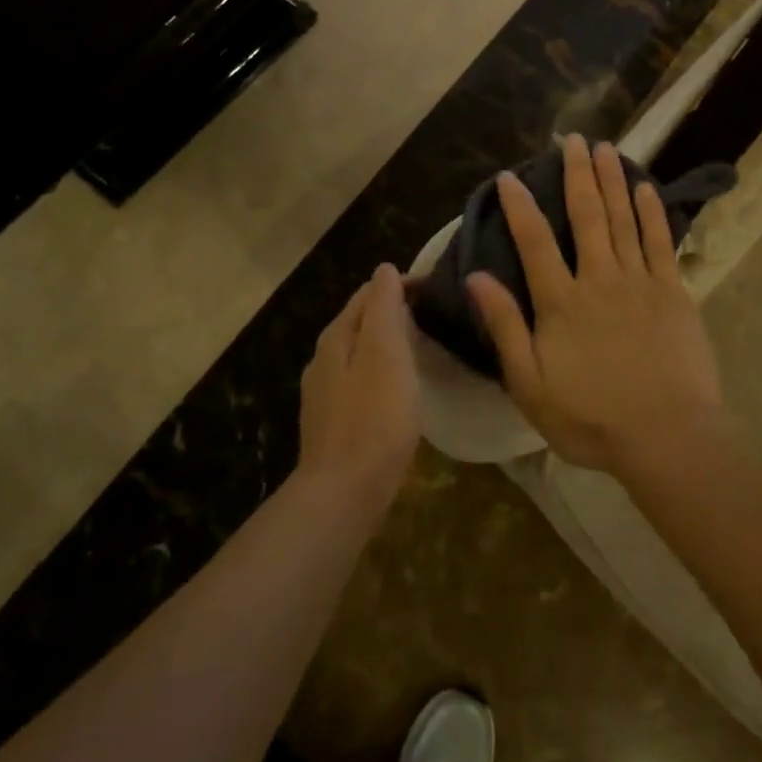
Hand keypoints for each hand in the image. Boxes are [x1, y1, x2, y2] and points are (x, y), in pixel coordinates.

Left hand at [298, 264, 421, 505]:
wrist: (344, 492)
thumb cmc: (374, 418)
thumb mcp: (386, 354)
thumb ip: (384, 308)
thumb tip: (384, 269)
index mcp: (336, 337)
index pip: (368, 293)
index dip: (401, 285)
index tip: (437, 289)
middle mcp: (324, 359)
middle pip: (361, 321)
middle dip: (394, 310)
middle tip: (435, 314)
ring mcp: (325, 393)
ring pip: (360, 351)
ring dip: (388, 341)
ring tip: (423, 345)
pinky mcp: (334, 421)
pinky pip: (361, 379)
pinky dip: (382, 369)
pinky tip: (399, 386)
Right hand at [467, 136, 725, 473]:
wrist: (667, 436)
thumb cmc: (591, 418)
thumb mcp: (530, 385)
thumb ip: (505, 327)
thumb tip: (478, 277)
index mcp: (561, 303)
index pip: (534, 242)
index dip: (519, 206)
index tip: (510, 176)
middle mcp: (599, 280)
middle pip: (586, 216)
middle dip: (577, 174)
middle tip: (572, 139)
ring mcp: (641, 283)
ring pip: (623, 220)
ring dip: (613, 181)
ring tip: (606, 147)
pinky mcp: (674, 293)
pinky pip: (661, 242)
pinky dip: (652, 212)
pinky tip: (645, 188)